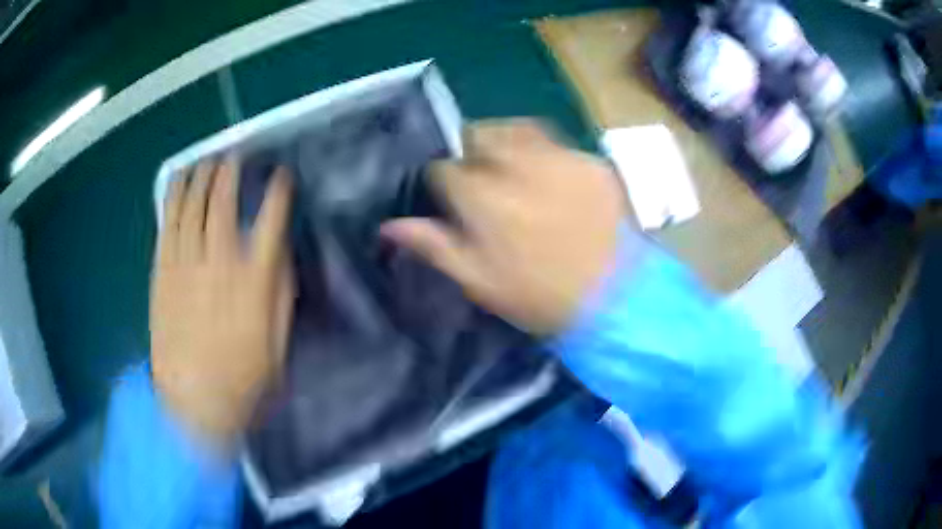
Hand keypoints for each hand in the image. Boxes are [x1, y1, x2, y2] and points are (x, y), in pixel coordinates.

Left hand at [151, 156, 293, 446]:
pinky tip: (179, 178)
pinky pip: (168, 221)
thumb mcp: (277, 341)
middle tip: (236, 154)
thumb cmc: (243, 378)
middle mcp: (219, 259)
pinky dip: (174, 194)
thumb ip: (280, 292)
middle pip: (224, 199)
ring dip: (201, 174)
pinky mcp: (163, 270)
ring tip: (208, 158)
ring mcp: (186, 261)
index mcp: (253, 278)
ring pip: (192, 203)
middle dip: (232, 170)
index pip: (271, 218)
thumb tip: (278, 253)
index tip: (281, 175)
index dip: (277, 191)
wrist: (193, 402)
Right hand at [381, 120, 629, 335]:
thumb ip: (434, 246)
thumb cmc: (540, 297)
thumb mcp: (480, 281)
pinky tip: (554, 182)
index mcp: (485, 199)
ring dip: (508, 143)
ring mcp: (562, 160)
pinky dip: (549, 157)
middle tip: (482, 176)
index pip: (445, 169)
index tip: (453, 197)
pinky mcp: (593, 165)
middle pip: (481, 135)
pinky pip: (560, 146)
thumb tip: (389, 226)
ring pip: (520, 130)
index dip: (444, 181)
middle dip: (473, 150)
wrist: (615, 301)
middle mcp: (520, 168)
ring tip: (515, 169)